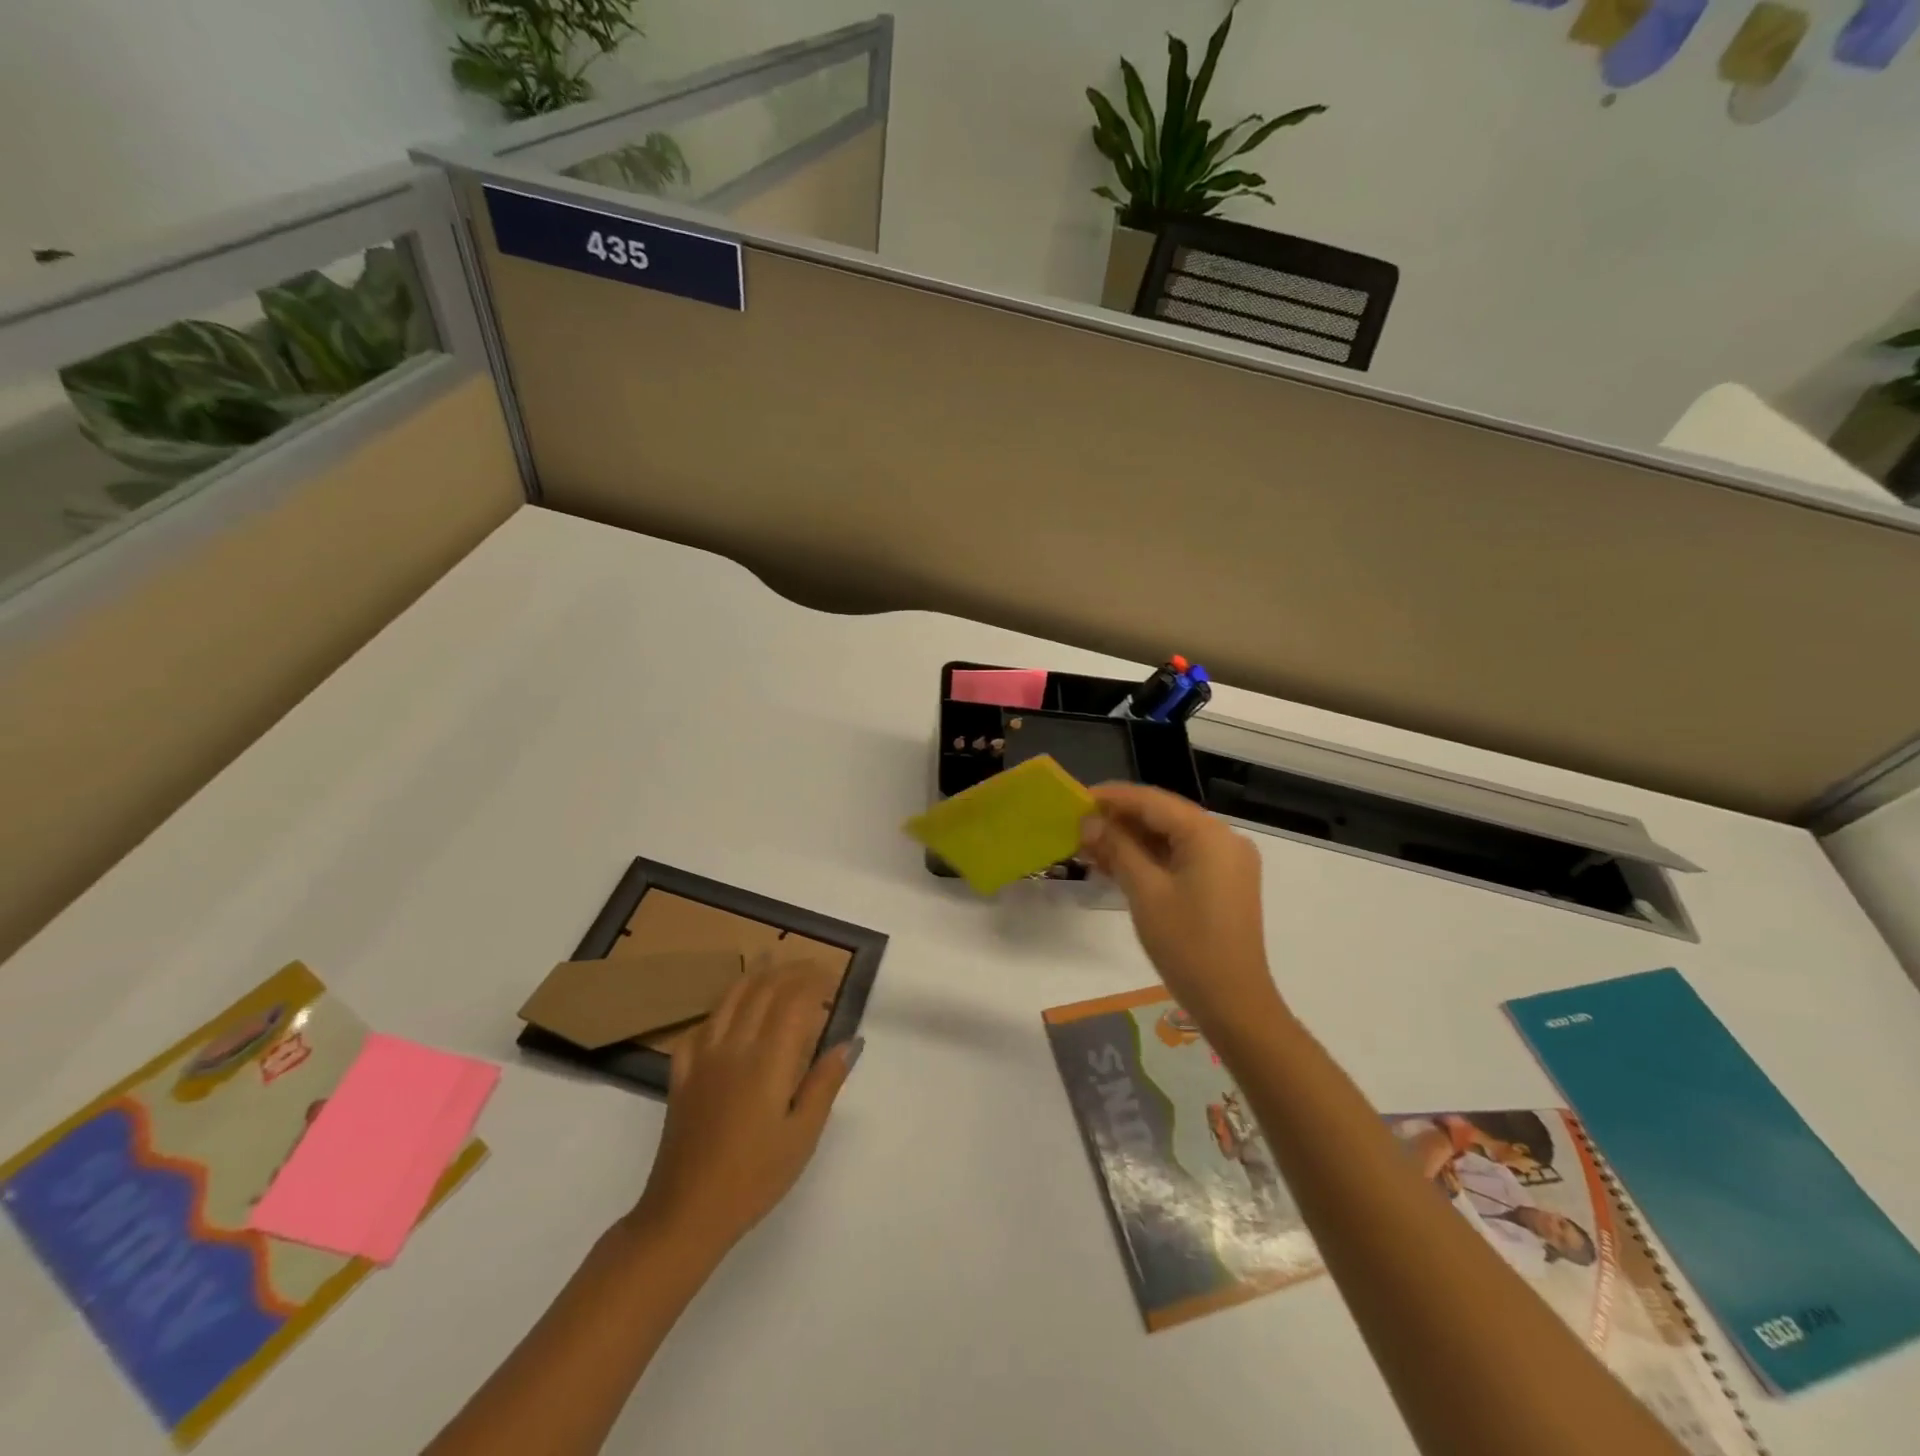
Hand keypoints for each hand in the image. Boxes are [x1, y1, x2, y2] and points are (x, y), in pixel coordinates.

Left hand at [632, 957, 860, 1254]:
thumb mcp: (803, 1135)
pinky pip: (699, 1029)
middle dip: (788, 971)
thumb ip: (825, 1084)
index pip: (794, 1001)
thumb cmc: (755, 1177)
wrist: (686, 1213)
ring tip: (768, 962)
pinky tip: (724, 1014)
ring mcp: (703, 1059)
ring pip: (729, 1001)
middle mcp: (735, 1047)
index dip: (813, 981)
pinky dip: (717, 1011)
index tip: (831, 975)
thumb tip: (848, 1043)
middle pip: (762, 991)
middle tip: (809, 966)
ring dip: (753, 976)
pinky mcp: (682, 1076)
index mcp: (768, 1060)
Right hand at [1079, 783, 1283, 1032]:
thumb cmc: (1187, 945)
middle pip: (1163, 816)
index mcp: (1209, 834)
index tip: (1076, 799)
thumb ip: (1117, 848)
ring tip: (1089, 847)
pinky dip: (1150, 859)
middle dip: (1119, 820)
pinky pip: (1181, 857)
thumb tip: (1089, 822)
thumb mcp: (1145, 892)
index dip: (1112, 797)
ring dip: (1131, 841)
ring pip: (1170, 837)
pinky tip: (1116, 865)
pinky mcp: (1223, 883)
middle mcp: (1223, 839)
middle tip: (1078, 827)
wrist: (1233, 1003)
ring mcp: (1226, 862)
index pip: (1153, 801)